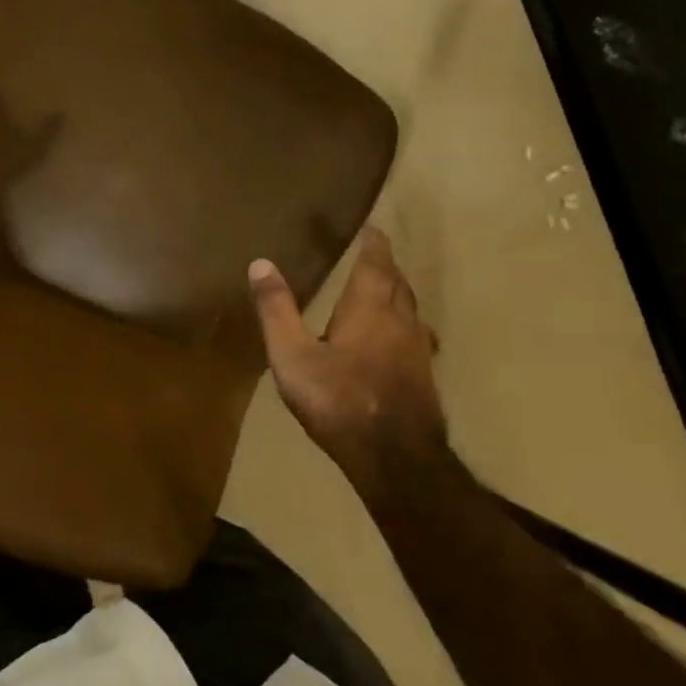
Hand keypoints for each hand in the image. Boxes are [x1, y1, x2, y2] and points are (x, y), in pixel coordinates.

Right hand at [248, 227, 447, 492]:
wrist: (396, 458)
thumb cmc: (339, 400)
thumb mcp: (292, 355)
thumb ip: (277, 310)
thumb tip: (260, 263)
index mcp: (369, 307)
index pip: (377, 262)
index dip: (375, 243)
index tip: (373, 227)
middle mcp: (401, 320)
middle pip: (398, 283)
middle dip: (386, 266)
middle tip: (373, 255)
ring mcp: (418, 350)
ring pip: (411, 310)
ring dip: (398, 294)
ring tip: (384, 291)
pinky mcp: (424, 377)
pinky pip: (417, 336)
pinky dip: (405, 325)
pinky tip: (398, 342)